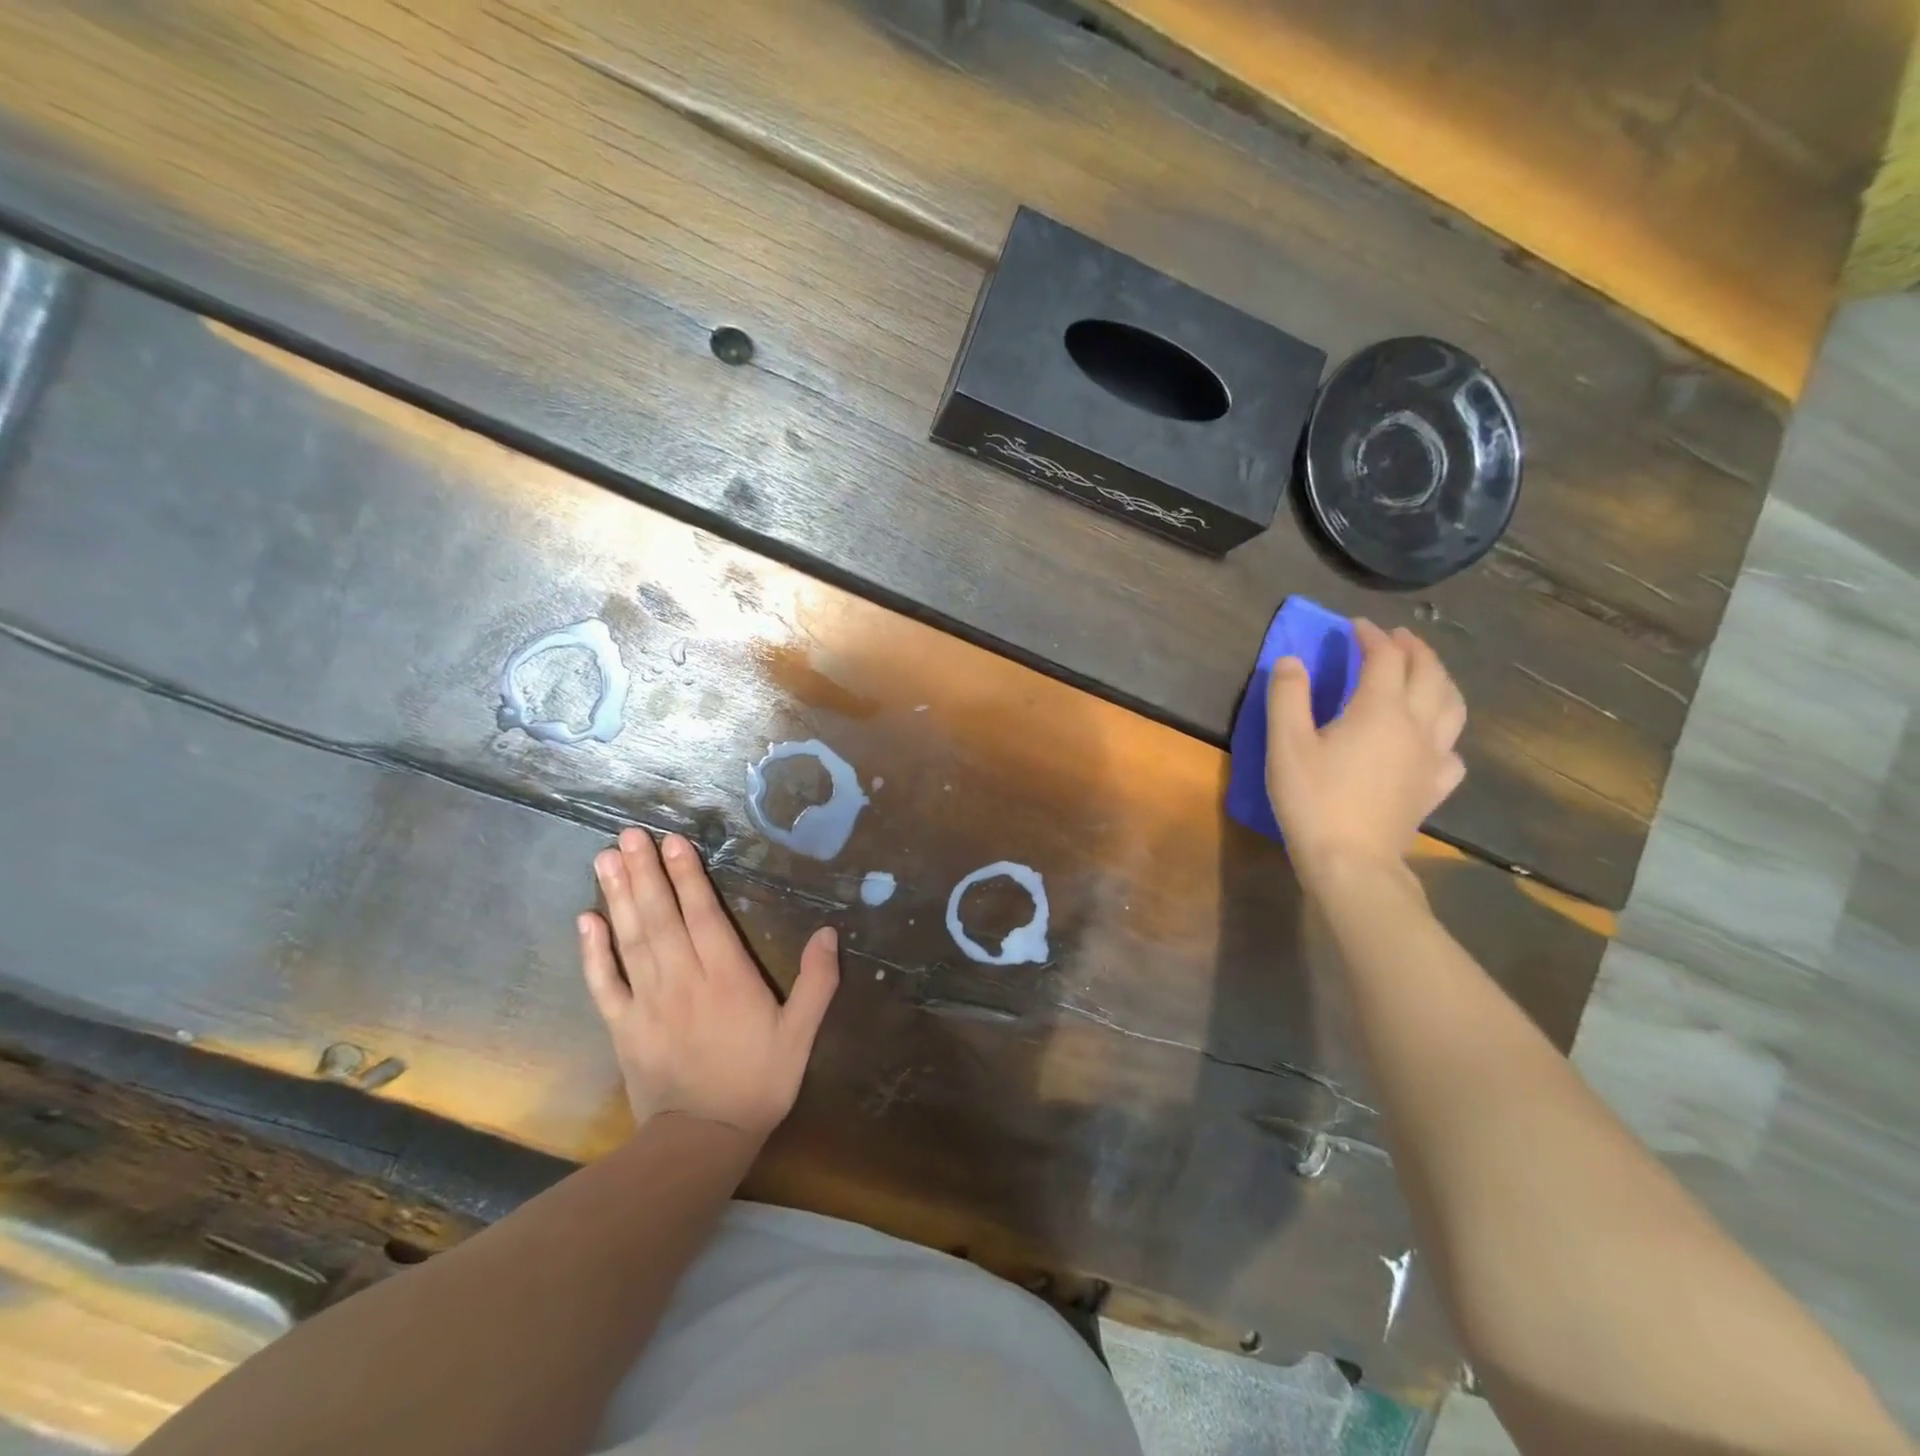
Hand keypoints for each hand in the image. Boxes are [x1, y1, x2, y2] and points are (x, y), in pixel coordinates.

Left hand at [580, 828, 839, 1136]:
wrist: (703, 1140)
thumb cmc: (758, 1082)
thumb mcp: (800, 1035)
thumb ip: (817, 982)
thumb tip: (829, 932)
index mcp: (727, 978)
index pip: (703, 915)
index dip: (688, 876)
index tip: (673, 842)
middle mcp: (683, 980)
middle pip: (661, 917)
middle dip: (646, 873)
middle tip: (629, 835)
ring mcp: (647, 1002)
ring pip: (631, 940)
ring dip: (618, 897)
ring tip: (606, 858)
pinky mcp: (623, 1026)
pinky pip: (604, 983)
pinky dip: (592, 951)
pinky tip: (585, 920)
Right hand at [1266, 620, 1465, 883]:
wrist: (1352, 862)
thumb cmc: (1313, 800)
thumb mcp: (1285, 745)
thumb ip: (1287, 697)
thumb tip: (1290, 660)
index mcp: (1379, 710)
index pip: (1384, 658)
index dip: (1372, 636)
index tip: (1356, 626)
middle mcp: (1416, 726)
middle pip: (1429, 674)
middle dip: (1414, 649)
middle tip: (1397, 637)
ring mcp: (1432, 758)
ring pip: (1452, 706)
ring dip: (1440, 680)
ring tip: (1425, 673)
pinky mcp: (1434, 787)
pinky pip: (1452, 750)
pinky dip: (1445, 732)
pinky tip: (1432, 739)